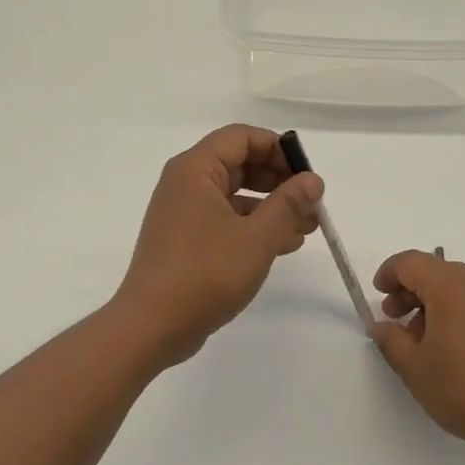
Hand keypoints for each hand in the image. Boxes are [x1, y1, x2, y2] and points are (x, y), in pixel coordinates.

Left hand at [112, 125, 323, 365]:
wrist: (152, 326)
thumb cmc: (204, 275)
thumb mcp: (256, 238)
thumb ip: (288, 205)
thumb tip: (313, 180)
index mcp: (195, 170)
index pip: (241, 137)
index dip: (278, 149)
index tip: (307, 176)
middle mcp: (185, 184)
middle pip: (239, 164)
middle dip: (279, 182)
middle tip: (311, 204)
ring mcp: (183, 214)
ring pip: (235, 196)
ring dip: (272, 208)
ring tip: (307, 229)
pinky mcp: (186, 241)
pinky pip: (225, 221)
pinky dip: (254, 228)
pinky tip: (284, 246)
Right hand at [368, 251, 464, 464]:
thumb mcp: (415, 368)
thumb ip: (390, 340)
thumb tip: (382, 326)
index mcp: (452, 285)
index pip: (410, 263)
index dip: (388, 274)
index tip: (378, 296)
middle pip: (437, 272)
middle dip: (411, 293)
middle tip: (396, 323)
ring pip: (460, 287)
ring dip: (436, 304)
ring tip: (427, 342)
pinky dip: (461, 312)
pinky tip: (457, 348)